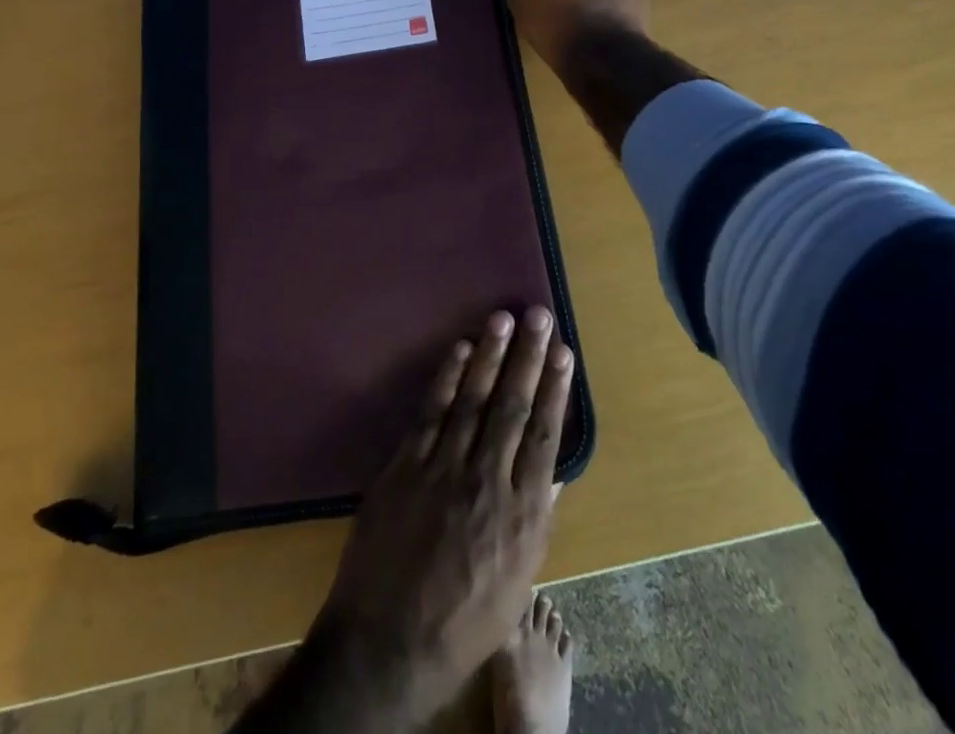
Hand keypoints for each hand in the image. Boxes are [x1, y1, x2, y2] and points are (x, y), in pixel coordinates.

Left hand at [311, 307, 573, 725]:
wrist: (390, 638)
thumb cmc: (464, 620)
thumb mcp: (517, 581)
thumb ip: (535, 518)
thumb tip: (552, 469)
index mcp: (522, 513)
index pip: (545, 435)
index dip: (555, 389)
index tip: (564, 353)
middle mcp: (488, 480)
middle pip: (513, 406)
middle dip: (528, 357)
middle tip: (539, 316)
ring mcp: (445, 467)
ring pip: (474, 398)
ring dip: (491, 355)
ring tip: (504, 318)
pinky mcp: (407, 463)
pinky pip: (432, 410)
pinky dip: (446, 377)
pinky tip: (460, 350)